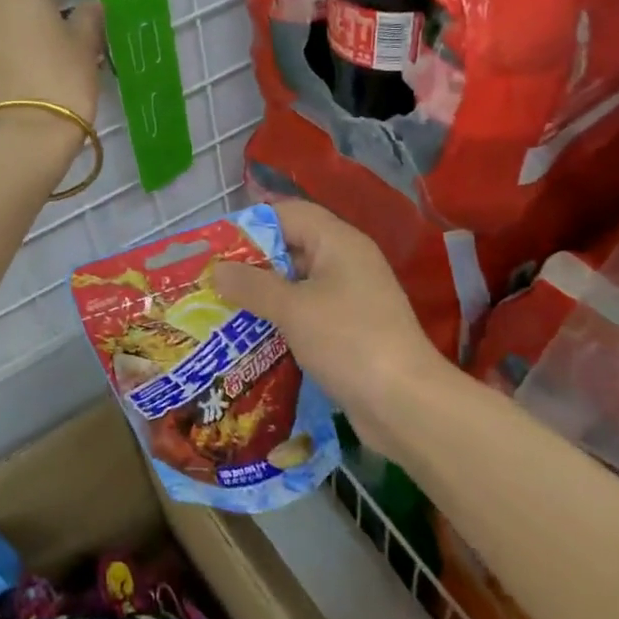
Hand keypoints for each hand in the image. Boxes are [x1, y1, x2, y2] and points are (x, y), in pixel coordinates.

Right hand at [213, 199, 445, 460]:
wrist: (406, 404)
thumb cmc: (348, 341)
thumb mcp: (293, 309)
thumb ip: (252, 285)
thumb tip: (218, 269)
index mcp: (338, 242)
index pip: (289, 214)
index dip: (252, 224)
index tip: (217, 246)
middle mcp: (347, 262)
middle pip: (292, 247)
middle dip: (253, 263)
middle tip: (213, 280)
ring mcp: (352, 297)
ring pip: (298, 283)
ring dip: (264, 295)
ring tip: (223, 308)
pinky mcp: (351, 329)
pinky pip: (309, 312)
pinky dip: (282, 319)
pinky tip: (253, 336)